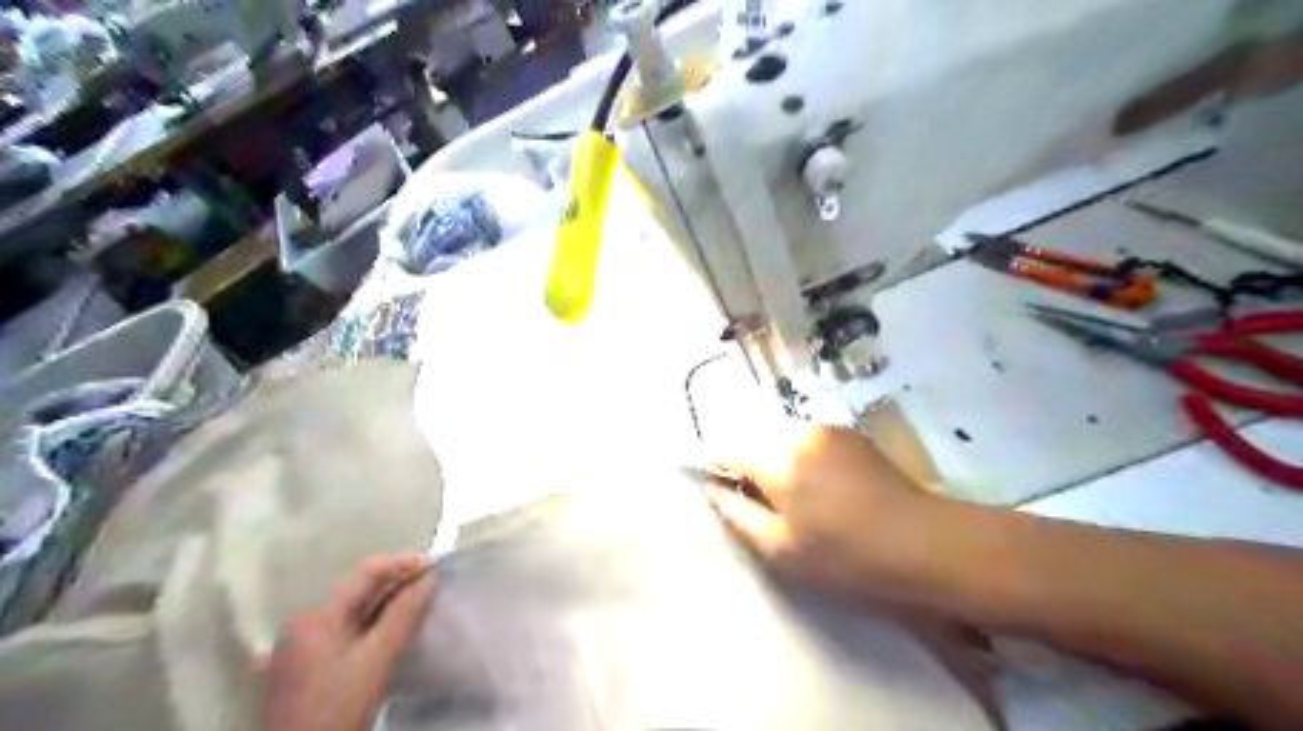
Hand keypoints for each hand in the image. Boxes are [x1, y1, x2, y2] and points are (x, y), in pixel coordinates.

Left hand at [262, 554, 436, 729]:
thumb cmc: (335, 712)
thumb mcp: (376, 660)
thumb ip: (403, 615)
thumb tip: (427, 579)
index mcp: (315, 617)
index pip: (366, 573)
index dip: (403, 564)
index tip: (434, 566)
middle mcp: (302, 625)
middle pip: (358, 592)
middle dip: (397, 585)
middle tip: (432, 584)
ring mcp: (299, 649)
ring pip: (353, 613)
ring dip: (386, 606)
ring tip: (418, 605)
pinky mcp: (304, 669)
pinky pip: (344, 633)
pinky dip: (371, 627)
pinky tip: (390, 634)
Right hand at [709, 424, 942, 599]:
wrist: (923, 544)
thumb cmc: (844, 556)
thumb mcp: (781, 548)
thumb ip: (737, 513)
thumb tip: (712, 487)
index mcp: (776, 460)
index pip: (727, 449)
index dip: (720, 469)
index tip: (728, 494)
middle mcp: (798, 433)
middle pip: (756, 439)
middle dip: (752, 465)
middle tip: (769, 504)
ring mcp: (828, 430)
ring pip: (783, 437)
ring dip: (780, 459)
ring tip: (801, 496)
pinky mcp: (851, 434)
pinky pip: (810, 439)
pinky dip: (805, 456)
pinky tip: (827, 486)